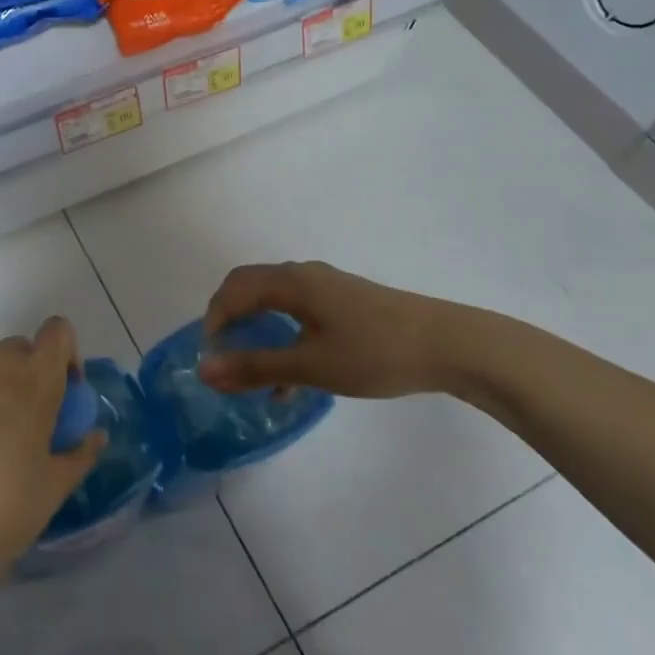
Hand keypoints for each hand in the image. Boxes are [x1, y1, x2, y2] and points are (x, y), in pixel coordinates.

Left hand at [0, 317, 105, 601]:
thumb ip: (81, 451)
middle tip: (32, 420)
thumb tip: (95, 435)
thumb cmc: (7, 510)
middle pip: (22, 348)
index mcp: (34, 379)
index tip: (64, 394)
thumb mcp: (57, 485)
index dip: (66, 354)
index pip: (58, 332)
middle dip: (32, 373)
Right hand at [199, 261, 482, 398]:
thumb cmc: (373, 352)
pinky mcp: (346, 303)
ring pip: (276, 303)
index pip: (234, 289)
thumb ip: (254, 367)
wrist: (449, 346)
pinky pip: (299, 313)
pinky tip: (292, 379)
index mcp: (291, 281)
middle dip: (232, 323)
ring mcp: (328, 287)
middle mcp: (304, 275)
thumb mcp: (310, 365)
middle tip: (225, 359)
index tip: (211, 359)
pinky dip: (284, 337)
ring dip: (258, 333)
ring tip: (254, 374)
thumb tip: (204, 370)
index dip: (214, 320)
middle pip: (251, 289)